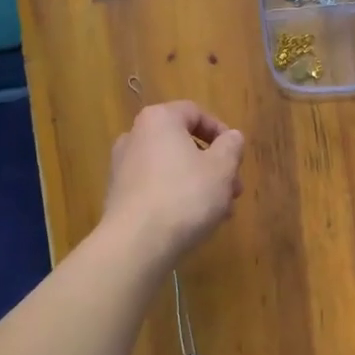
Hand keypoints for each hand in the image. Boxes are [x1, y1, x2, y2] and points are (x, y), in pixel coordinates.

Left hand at [103, 101, 245, 262]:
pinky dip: (176, 197)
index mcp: (159, 120)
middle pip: (183, 143)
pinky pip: (155, 188)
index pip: (195, 112)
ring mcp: (122, 167)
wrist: (136, 243)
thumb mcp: (222, 169)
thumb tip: (232, 137)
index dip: (221, 132)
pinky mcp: (118, 196)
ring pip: (171, 168)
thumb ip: (231, 147)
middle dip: (213, 165)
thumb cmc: (184, 196)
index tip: (237, 156)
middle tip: (234, 189)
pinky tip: (194, 222)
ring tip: (220, 211)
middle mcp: (135, 136)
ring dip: (198, 184)